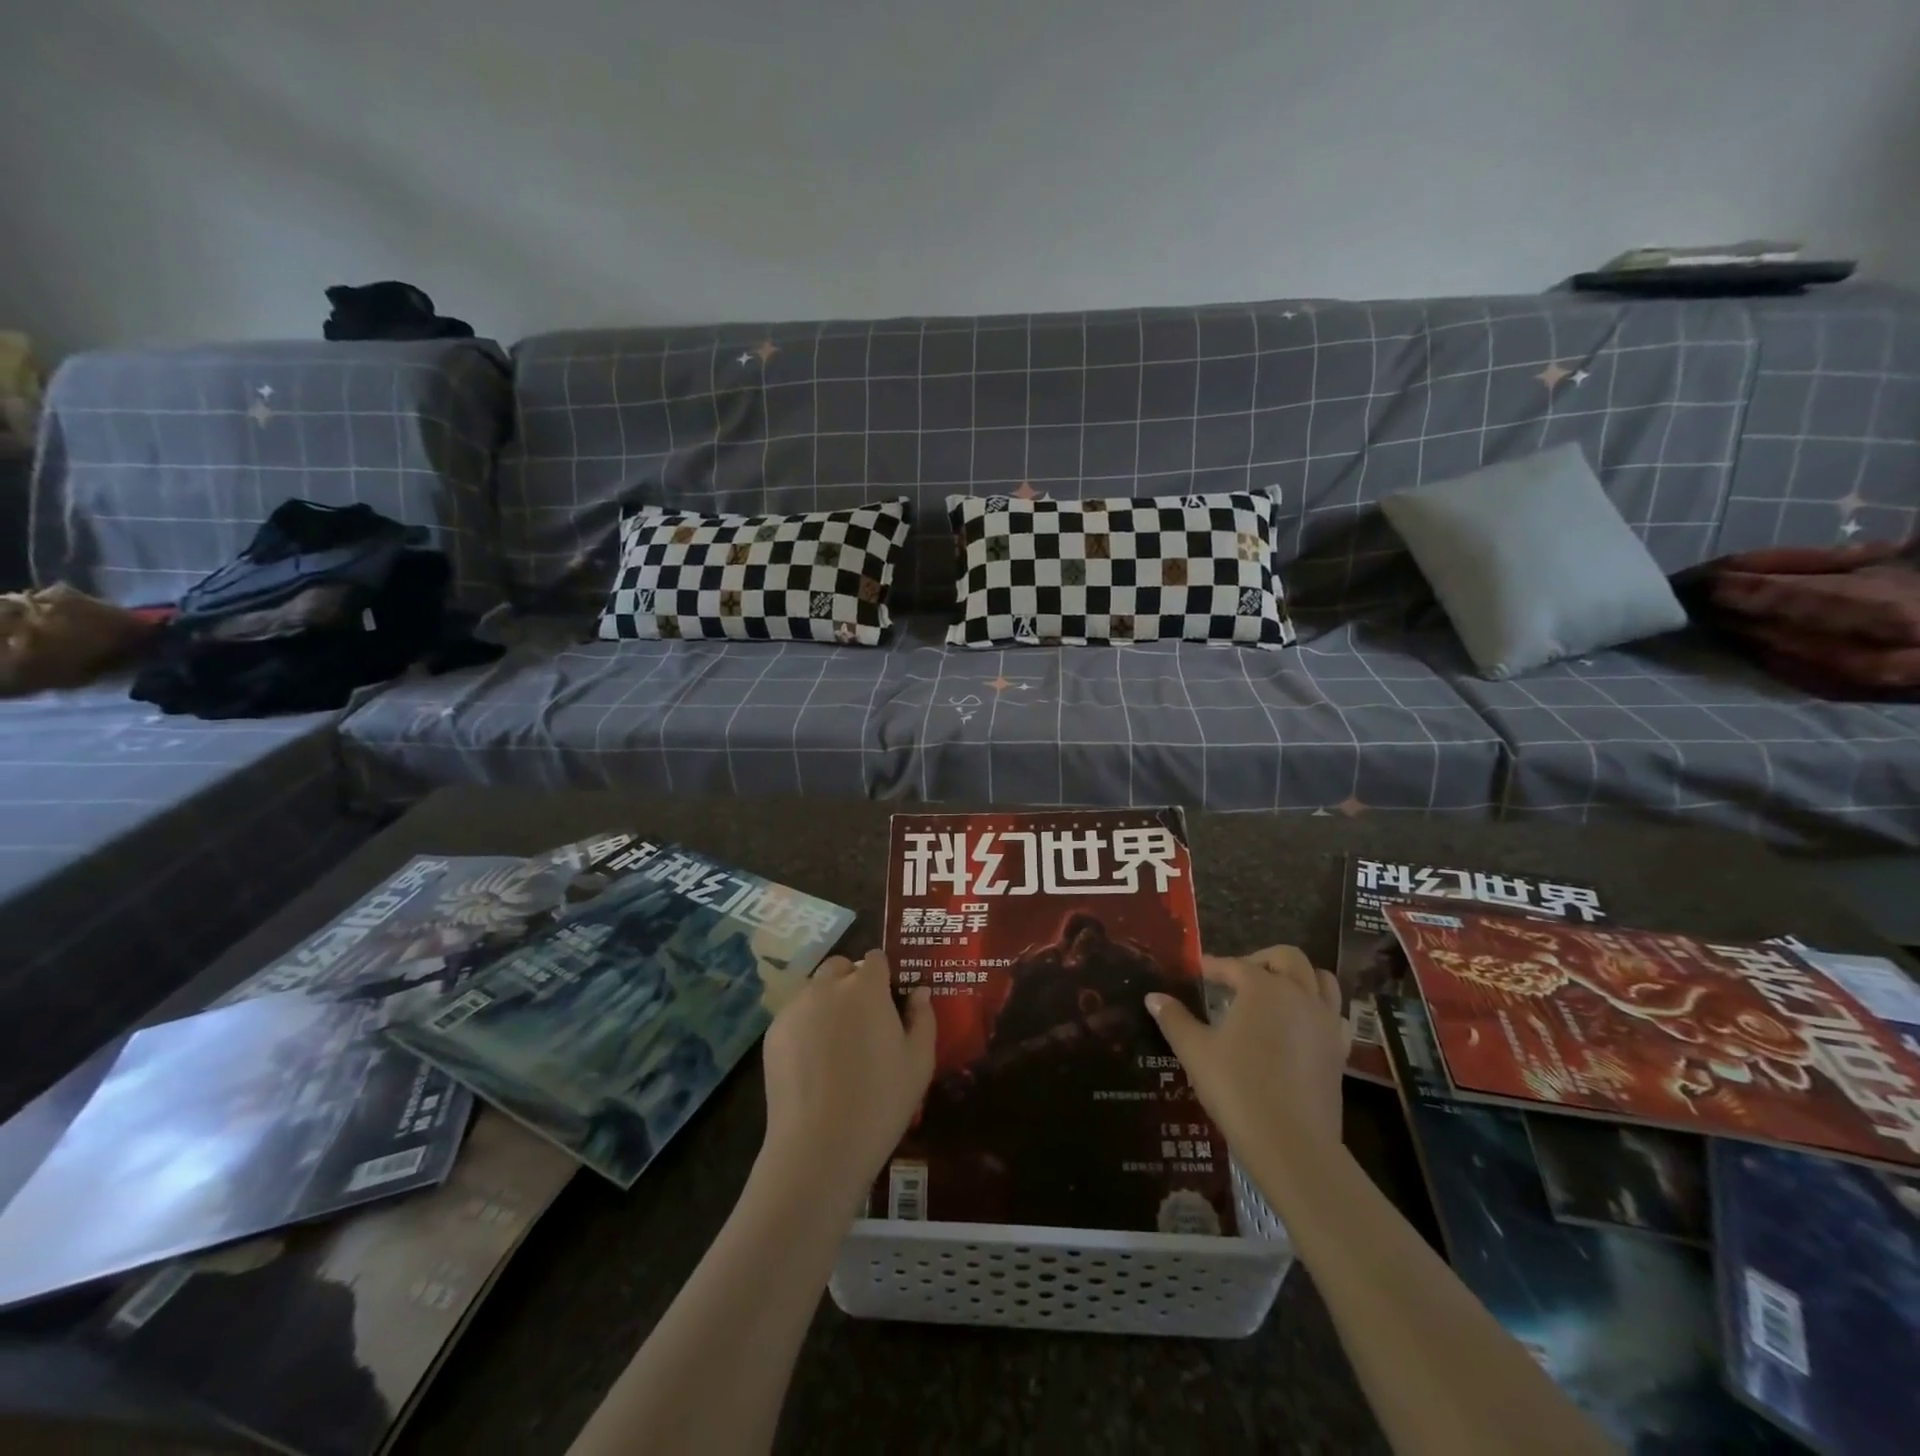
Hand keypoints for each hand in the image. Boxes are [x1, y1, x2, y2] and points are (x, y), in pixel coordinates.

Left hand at [759, 950, 934, 1205]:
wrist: (819, 1147)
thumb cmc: (880, 1102)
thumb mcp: (919, 1062)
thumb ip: (923, 1018)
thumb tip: (919, 992)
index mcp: (866, 988)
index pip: (875, 960)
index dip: (883, 977)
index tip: (889, 1002)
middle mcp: (827, 987)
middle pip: (841, 967)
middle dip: (852, 982)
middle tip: (863, 1021)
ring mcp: (795, 1008)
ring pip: (815, 989)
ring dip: (828, 1001)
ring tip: (836, 1044)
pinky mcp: (773, 1033)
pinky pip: (795, 1015)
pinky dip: (806, 1025)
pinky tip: (813, 1062)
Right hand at [1146, 945, 1349, 1169]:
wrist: (1292, 1145)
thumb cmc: (1237, 1088)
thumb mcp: (1195, 1051)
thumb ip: (1174, 1019)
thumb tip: (1153, 997)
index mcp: (1263, 988)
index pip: (1235, 965)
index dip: (1214, 966)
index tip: (1199, 971)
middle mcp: (1299, 995)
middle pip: (1288, 958)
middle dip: (1261, 960)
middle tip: (1238, 977)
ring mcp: (1324, 1022)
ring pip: (1321, 980)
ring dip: (1297, 977)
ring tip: (1274, 993)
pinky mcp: (1338, 1051)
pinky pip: (1334, 1014)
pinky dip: (1318, 1008)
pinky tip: (1299, 1025)